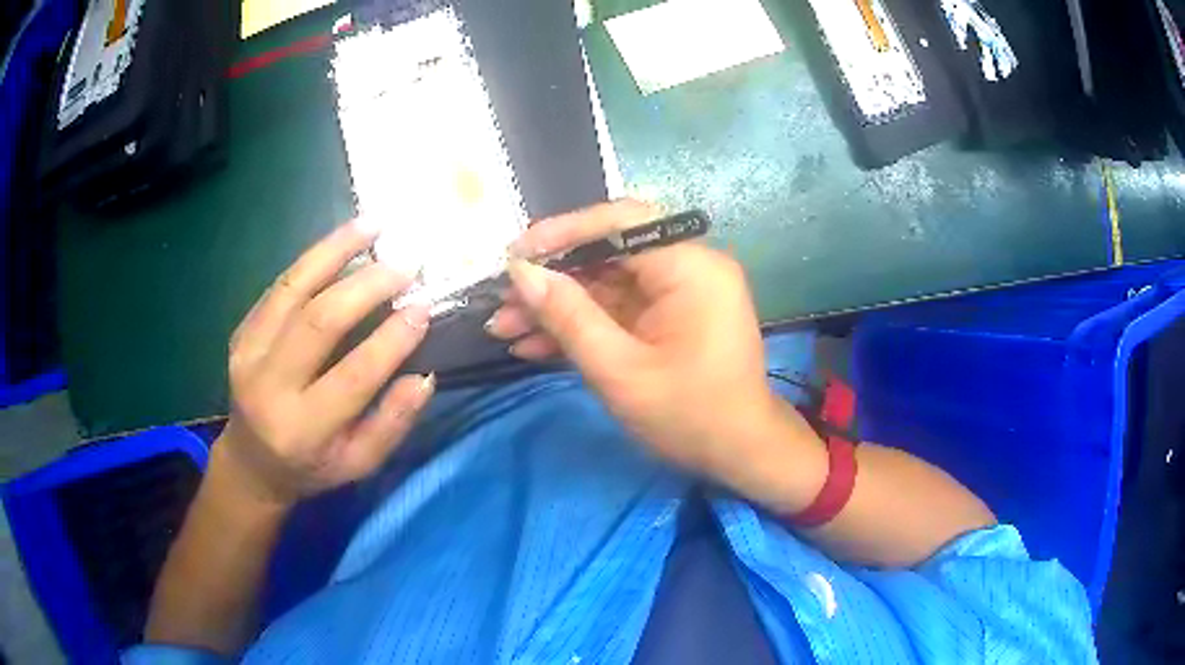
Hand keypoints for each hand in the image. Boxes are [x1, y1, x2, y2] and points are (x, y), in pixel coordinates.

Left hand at [218, 220, 434, 507]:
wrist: (252, 460)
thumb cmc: (312, 467)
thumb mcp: (359, 463)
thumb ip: (392, 423)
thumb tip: (424, 375)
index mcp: (302, 429)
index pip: (352, 376)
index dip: (391, 339)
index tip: (423, 308)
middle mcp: (268, 386)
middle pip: (318, 321)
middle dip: (367, 286)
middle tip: (407, 264)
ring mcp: (248, 352)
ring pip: (292, 288)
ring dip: (336, 250)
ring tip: (375, 225)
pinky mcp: (241, 331)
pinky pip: (280, 286)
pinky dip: (314, 258)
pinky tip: (344, 240)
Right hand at [487, 200, 824, 502]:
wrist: (740, 454)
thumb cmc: (689, 416)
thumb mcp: (620, 371)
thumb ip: (568, 317)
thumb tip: (522, 273)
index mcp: (690, 266)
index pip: (620, 222)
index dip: (562, 232)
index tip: (515, 255)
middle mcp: (688, 266)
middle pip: (608, 253)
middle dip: (551, 280)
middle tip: (501, 302)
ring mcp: (679, 292)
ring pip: (605, 283)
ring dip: (557, 307)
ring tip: (504, 329)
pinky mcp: (669, 316)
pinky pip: (618, 309)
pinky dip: (580, 325)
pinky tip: (533, 345)